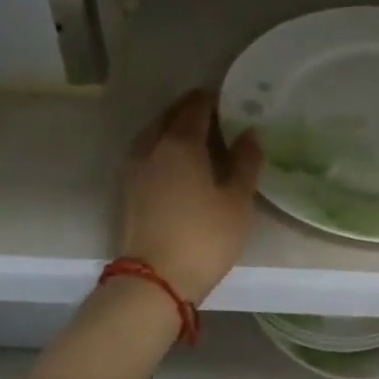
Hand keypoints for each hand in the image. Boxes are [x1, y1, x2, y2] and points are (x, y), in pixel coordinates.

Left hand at [120, 89, 263, 303]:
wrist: (155, 280)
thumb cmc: (205, 237)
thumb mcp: (237, 201)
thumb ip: (245, 162)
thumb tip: (250, 133)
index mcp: (181, 143)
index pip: (195, 107)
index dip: (212, 99)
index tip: (228, 98)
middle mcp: (153, 147)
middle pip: (170, 116)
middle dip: (190, 109)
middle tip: (215, 114)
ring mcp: (135, 169)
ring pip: (154, 134)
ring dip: (173, 127)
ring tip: (196, 136)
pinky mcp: (128, 190)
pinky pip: (147, 153)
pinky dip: (162, 148)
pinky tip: (177, 162)